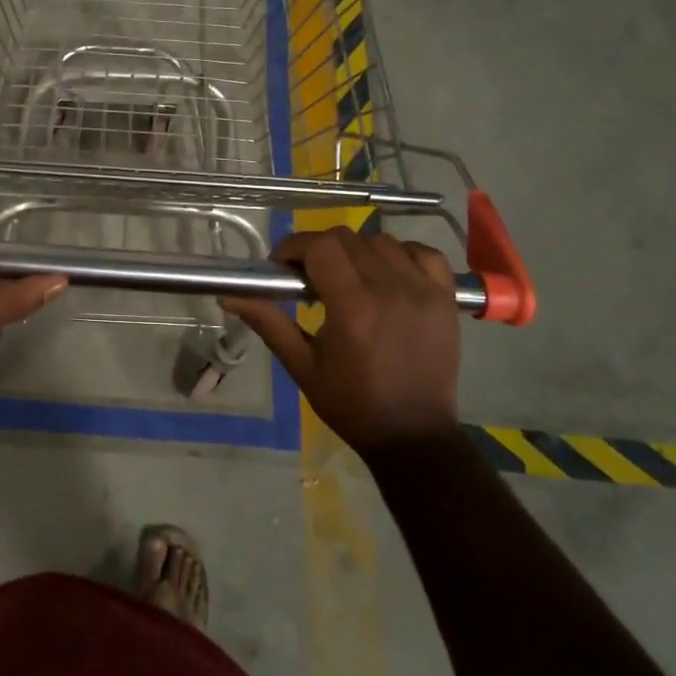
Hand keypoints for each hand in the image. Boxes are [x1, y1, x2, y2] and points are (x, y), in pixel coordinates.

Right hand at [223, 227, 461, 452]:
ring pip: (382, 241)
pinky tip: (388, 275)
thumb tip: (228, 294)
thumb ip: (268, 322)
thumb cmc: (352, 404)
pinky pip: (424, 254)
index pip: (320, 246)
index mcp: (353, 308)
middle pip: (347, 238)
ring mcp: (424, 291)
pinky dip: (402, 254)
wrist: (414, 436)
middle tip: (309, 278)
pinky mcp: (446, 299)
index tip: (281, 267)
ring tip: (348, 279)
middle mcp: (390, 289)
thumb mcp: (302, 366)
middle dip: (319, 250)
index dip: (294, 247)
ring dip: (356, 252)